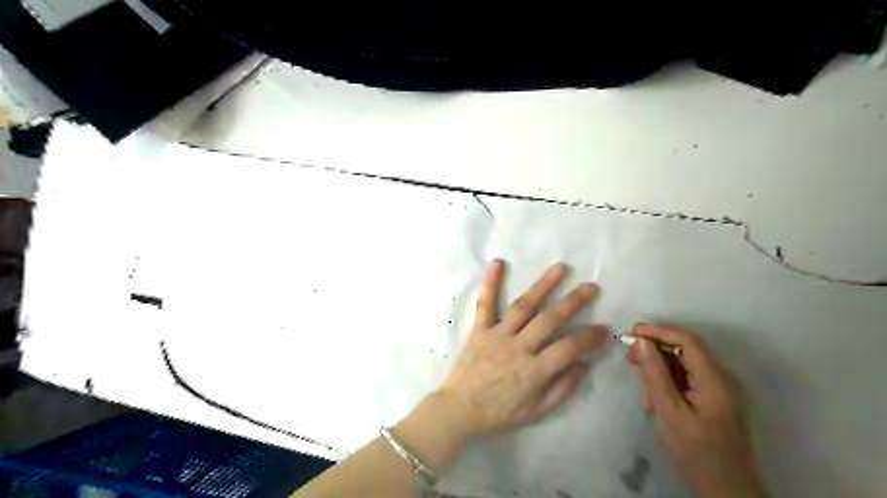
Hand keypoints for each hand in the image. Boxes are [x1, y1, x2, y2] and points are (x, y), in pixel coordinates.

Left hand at [435, 261, 610, 439]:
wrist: (459, 410)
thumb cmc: (499, 413)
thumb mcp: (535, 412)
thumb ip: (561, 389)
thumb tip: (584, 365)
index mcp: (534, 371)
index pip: (569, 348)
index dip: (590, 338)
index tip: (604, 328)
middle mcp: (518, 347)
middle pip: (550, 320)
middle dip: (573, 302)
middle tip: (591, 287)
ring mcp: (498, 335)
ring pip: (524, 306)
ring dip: (543, 285)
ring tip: (560, 268)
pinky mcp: (480, 329)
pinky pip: (485, 304)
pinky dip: (491, 283)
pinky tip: (498, 263)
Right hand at [626, 325, 765, 496]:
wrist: (726, 488)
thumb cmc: (696, 452)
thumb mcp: (669, 413)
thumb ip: (655, 375)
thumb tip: (641, 341)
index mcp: (715, 380)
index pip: (687, 340)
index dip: (658, 331)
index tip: (631, 333)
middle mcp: (722, 378)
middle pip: (687, 349)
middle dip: (656, 348)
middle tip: (630, 358)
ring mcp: (721, 388)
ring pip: (685, 362)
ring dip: (660, 366)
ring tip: (642, 385)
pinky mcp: (715, 398)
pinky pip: (688, 376)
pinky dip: (668, 379)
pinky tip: (655, 397)